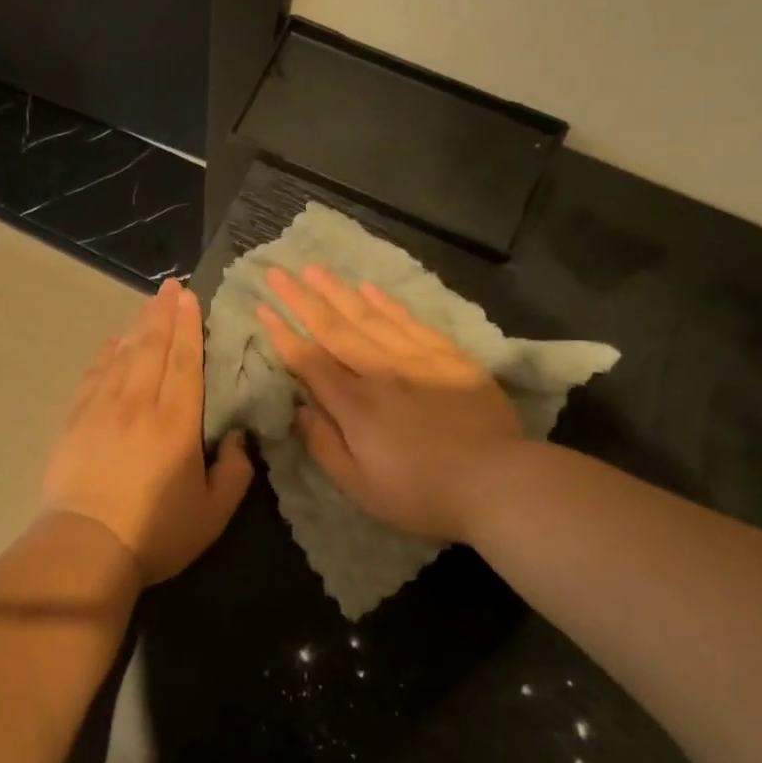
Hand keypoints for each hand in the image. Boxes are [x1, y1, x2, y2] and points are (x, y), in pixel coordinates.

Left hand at [43, 279, 253, 582]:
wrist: (86, 546)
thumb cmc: (156, 533)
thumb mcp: (213, 513)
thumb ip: (235, 472)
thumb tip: (239, 437)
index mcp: (176, 423)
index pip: (184, 362)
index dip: (188, 327)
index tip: (190, 297)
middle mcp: (138, 404)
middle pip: (152, 348)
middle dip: (163, 313)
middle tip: (171, 285)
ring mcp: (102, 409)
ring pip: (123, 355)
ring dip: (137, 326)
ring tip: (149, 304)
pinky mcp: (75, 420)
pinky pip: (94, 375)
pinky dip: (106, 354)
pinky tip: (113, 342)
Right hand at [257, 266, 523, 543]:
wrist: (499, 483)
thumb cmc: (422, 494)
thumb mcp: (360, 487)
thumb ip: (324, 446)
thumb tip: (300, 409)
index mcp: (354, 405)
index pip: (308, 361)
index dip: (282, 334)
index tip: (262, 308)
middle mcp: (378, 372)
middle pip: (333, 328)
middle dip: (301, 299)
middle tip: (277, 271)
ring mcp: (415, 359)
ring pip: (367, 316)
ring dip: (337, 291)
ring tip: (313, 268)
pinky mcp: (448, 357)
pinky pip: (409, 322)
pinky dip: (386, 304)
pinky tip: (368, 289)